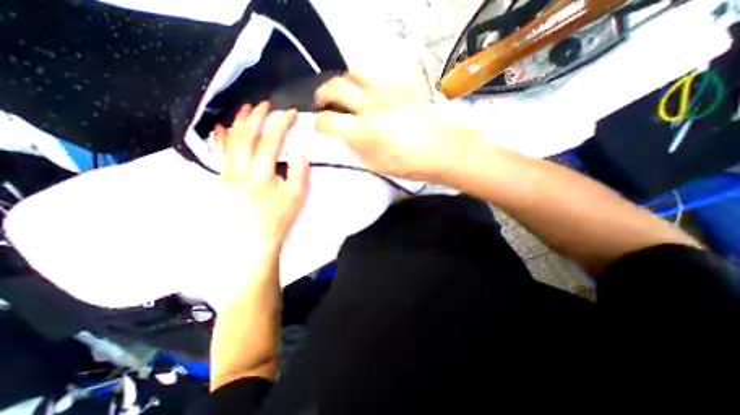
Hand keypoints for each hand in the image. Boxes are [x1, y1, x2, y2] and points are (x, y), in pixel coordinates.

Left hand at [214, 102, 309, 247]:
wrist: (253, 238)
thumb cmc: (278, 218)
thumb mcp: (296, 197)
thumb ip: (299, 172)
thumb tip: (297, 152)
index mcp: (261, 173)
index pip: (271, 140)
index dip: (281, 124)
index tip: (291, 113)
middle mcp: (240, 169)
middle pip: (247, 135)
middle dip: (257, 117)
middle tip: (267, 105)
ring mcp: (228, 173)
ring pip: (231, 141)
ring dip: (239, 122)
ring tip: (247, 109)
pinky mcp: (222, 179)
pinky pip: (219, 154)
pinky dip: (220, 139)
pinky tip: (221, 129)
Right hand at [314, 71, 483, 181]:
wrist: (442, 150)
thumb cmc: (409, 164)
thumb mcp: (376, 165)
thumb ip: (356, 149)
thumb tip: (345, 136)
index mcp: (364, 132)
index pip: (328, 121)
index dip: (318, 123)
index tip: (319, 126)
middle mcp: (372, 107)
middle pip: (336, 87)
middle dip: (323, 94)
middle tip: (323, 102)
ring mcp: (388, 92)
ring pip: (356, 71)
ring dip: (345, 80)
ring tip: (347, 91)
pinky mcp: (403, 86)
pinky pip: (380, 74)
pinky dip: (369, 80)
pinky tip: (372, 92)